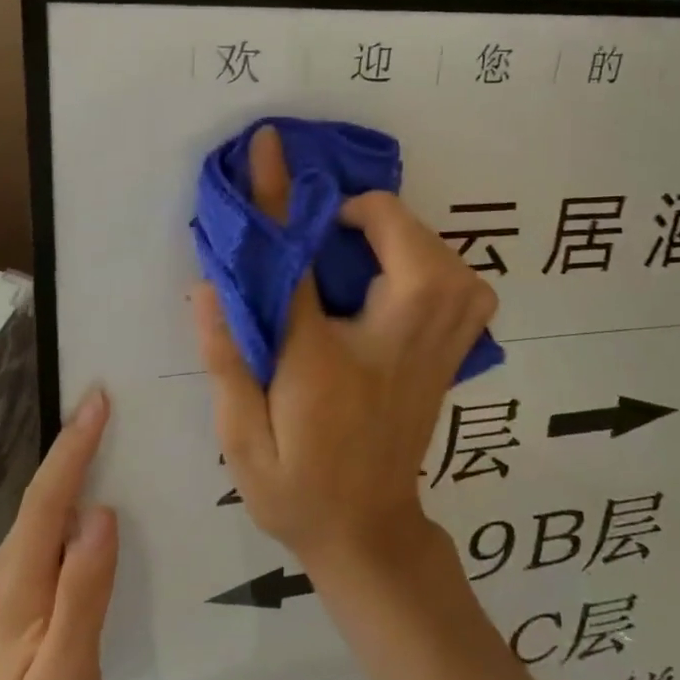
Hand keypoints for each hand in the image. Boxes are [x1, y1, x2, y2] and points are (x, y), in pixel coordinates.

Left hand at [0, 388, 116, 679]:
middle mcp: (0, 580)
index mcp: (12, 587)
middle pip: (42, 501)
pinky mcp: (16, 615)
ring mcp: (4, 599)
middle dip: (75, 449)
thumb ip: (84, 590)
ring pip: (44, 522)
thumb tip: (101, 511)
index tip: (98, 396)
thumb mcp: (68, 674)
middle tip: (112, 406)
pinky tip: (96, 514)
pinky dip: (71, 514)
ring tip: (111, 443)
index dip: (74, 445)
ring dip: (73, 478)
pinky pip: (47, 546)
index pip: (46, 499)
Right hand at [192, 126, 496, 578]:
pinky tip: (405, 275)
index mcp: (324, 364)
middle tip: (330, 229)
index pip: (301, 263)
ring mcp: (435, 354)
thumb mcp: (240, 436)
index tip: (269, 146)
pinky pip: (469, 289)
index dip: (281, 196)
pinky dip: (441, 264)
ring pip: (451, 264)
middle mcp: (393, 349)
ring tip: (364, 246)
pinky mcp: (452, 357)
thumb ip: (224, 358)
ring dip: (406, 237)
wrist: (367, 533)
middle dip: (372, 216)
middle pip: (411, 251)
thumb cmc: (296, 487)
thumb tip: (209, 283)